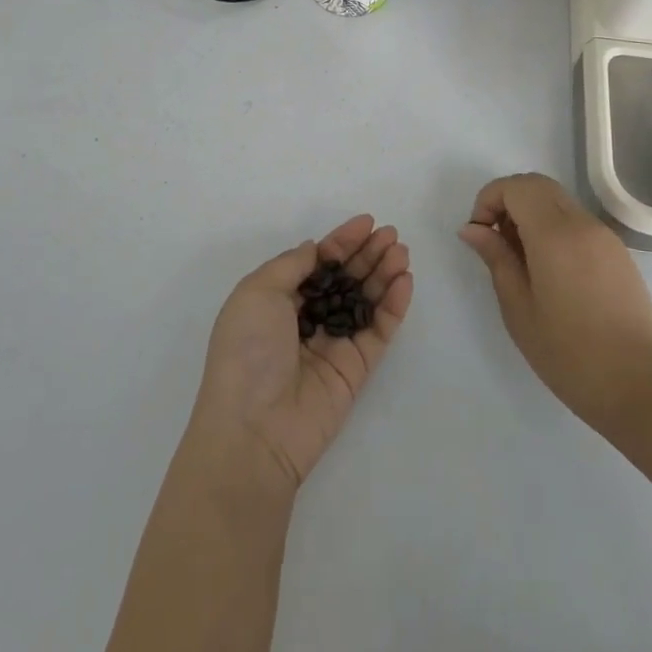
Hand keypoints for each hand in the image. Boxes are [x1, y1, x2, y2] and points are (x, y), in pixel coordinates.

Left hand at [190, 215, 412, 489]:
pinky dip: (393, 306)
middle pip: (345, 278)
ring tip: (402, 252)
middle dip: (367, 254)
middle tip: (392, 234)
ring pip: (365, 301)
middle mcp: (306, 319)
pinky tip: (404, 282)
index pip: (317, 262)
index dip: (341, 241)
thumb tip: (315, 250)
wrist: (254, 429)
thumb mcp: (257, 292)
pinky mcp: (355, 370)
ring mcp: (332, 344)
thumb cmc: (247, 351)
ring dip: (384, 274)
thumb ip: (292, 265)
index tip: (367, 222)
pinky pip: (378, 331)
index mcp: (278, 299)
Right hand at [459, 173, 651, 440]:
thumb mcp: (519, 309)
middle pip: (537, 185)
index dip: (489, 199)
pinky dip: (554, 228)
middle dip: (508, 201)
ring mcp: (605, 236)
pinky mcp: (619, 253)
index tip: (479, 234)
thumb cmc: (570, 354)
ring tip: (521, 260)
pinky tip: (551, 271)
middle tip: (496, 241)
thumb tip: (472, 228)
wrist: (641, 387)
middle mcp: (582, 224)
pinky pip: (577, 222)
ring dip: (531, 213)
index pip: (515, 187)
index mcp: (554, 234)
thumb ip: (496, 259)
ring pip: (558, 201)